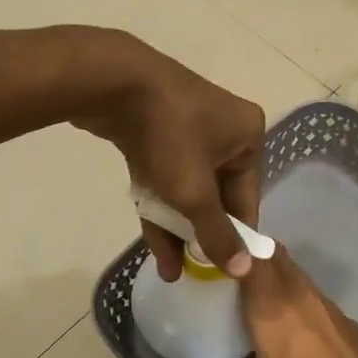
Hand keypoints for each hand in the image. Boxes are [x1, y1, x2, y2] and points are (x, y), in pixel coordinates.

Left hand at [71, 31, 264, 277]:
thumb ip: (217, 233)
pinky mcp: (155, 132)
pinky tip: (154, 242)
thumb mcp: (195, 192)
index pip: (247, 199)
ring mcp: (186, 128)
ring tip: (169, 271)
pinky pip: (165, 176)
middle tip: (193, 273)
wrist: (111, 83)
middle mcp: (223, 130)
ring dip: (177, 227)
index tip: (224, 272)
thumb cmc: (168, 136)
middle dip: (201, 235)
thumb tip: (244, 269)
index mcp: (246, 136)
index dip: (234, 237)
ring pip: (186, 188)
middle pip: (216, 195)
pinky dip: (159, 204)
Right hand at [206, 249, 357, 357]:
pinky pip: (313, 293)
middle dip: (254, 253)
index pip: (250, 256)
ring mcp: (325, 302)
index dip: (233, 247)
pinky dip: (297, 295)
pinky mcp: (344, 317)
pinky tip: (293, 321)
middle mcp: (297, 293)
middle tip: (233, 269)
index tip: (215, 252)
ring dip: (277, 273)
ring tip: (259, 294)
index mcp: (270, 305)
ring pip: (295, 271)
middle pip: (275, 254)